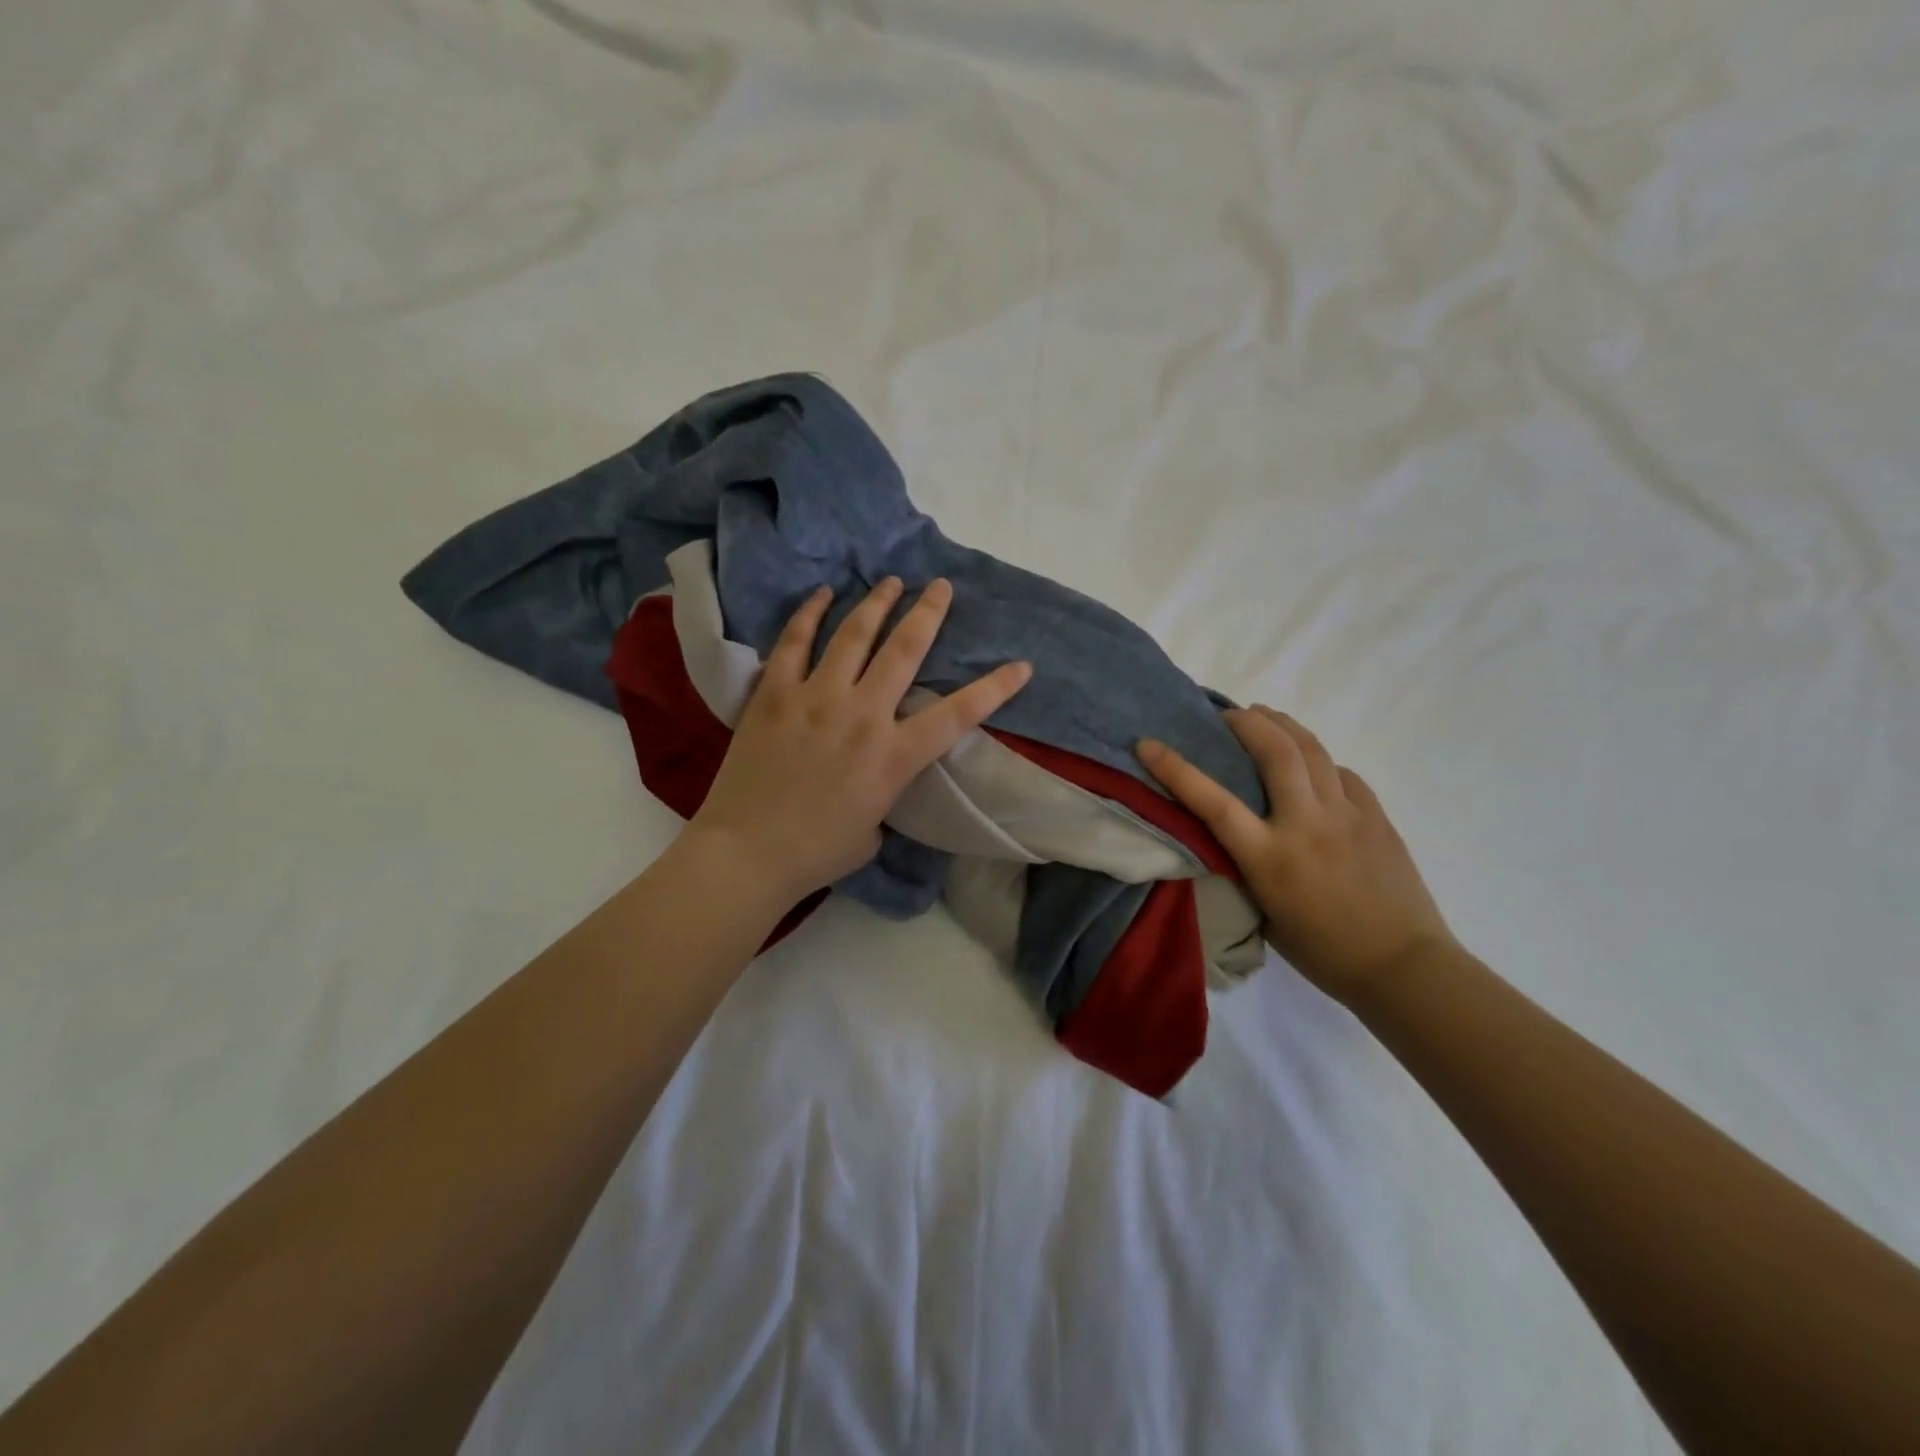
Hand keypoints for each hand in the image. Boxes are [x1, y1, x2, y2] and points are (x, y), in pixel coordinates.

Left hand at [687, 577, 1031, 905]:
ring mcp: (815, 698)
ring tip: (891, 581)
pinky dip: (809, 614)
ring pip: (853, 635)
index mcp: (894, 756)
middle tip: (941, 586)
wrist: (748, 853)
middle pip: (904, 650)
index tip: (1021, 665)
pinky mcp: (774, 694)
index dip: (995, 688)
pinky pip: (794, 643)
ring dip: (876, 603)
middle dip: (928, 613)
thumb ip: (884, 791)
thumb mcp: (874, 828)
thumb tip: (875, 772)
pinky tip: (822, 594)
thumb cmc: (818, 852)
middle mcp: (862, 715)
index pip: (958, 715)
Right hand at [1138, 708, 1452, 1003]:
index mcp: (1270, 858)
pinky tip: (1311, 764)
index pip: (1213, 802)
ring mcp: (1347, 815)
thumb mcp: (1264, 912)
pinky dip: (1319, 760)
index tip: (1148, 743)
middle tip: (1227, 715)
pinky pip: (1342, 773)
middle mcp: (1306, 825)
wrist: (1403, 966)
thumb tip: (1232, 834)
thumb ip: (1244, 867)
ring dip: (1283, 725)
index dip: (1176, 769)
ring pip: (1312, 750)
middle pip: (1275, 752)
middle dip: (1246, 722)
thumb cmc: (1323, 951)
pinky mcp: (1376, 816)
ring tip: (1264, 716)